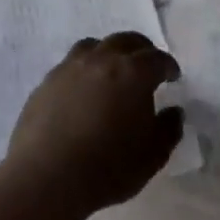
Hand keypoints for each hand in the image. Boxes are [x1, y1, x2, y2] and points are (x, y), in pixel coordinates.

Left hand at [4, 32, 184, 211]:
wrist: (47, 178)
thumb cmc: (108, 167)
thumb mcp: (153, 155)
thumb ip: (168, 129)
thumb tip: (173, 111)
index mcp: (133, 73)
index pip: (157, 59)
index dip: (168, 67)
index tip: (173, 77)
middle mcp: (101, 60)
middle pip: (126, 41)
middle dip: (141, 51)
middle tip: (147, 67)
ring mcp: (69, 68)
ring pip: (94, 46)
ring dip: (109, 53)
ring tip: (112, 71)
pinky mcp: (46, 82)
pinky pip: (70, 65)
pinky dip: (84, 70)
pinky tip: (83, 91)